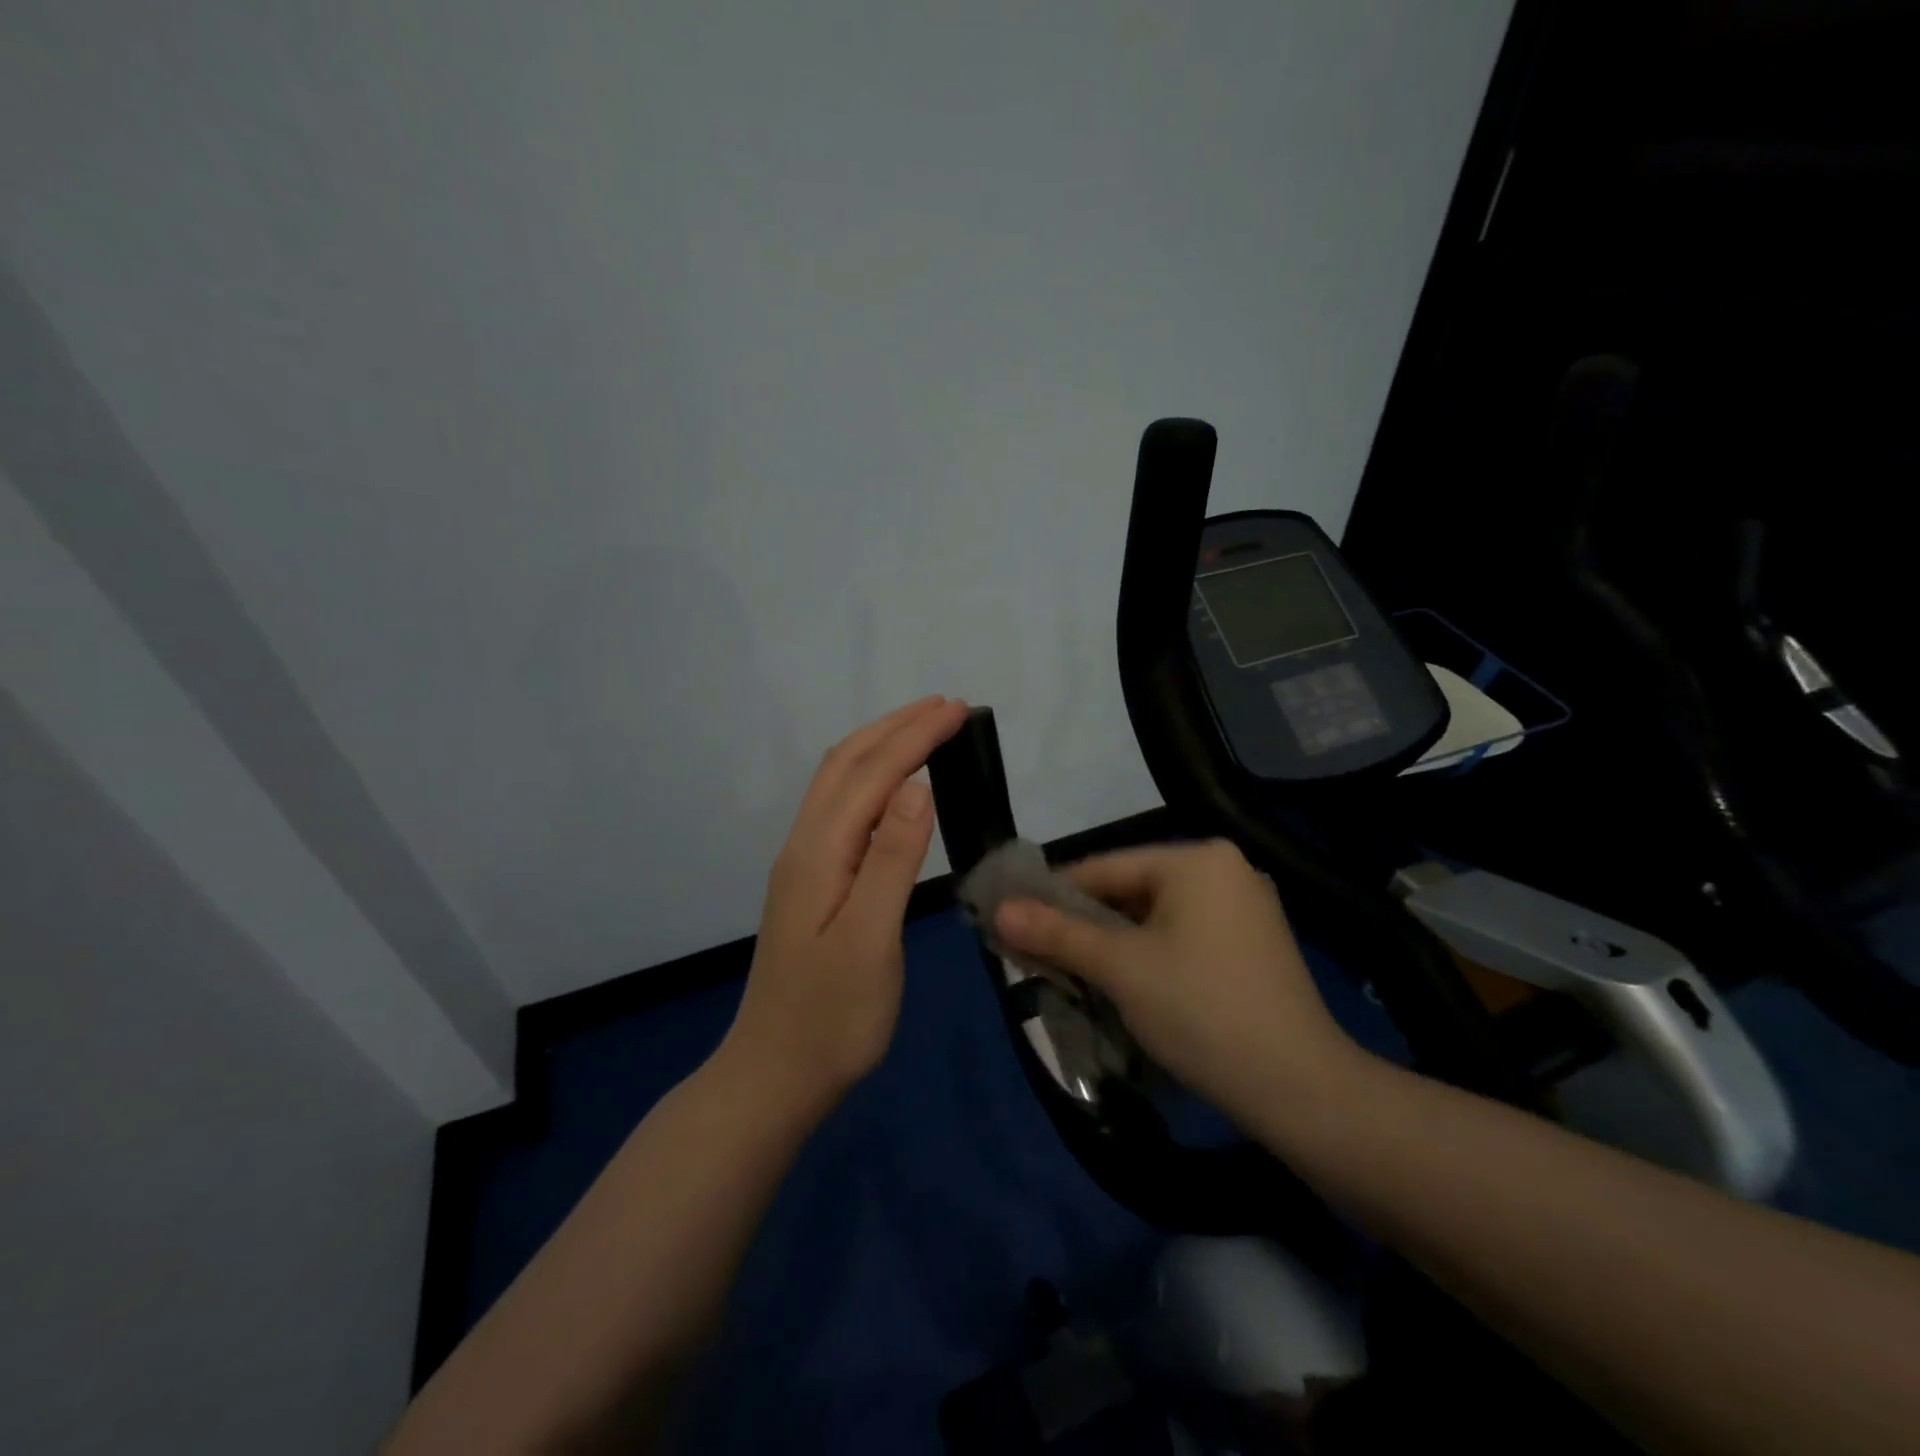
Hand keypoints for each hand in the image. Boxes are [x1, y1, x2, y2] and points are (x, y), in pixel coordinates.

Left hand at [722, 696, 968, 1106]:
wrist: (776, 1075)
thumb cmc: (831, 1017)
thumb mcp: (869, 941)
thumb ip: (891, 861)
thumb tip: (917, 787)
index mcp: (819, 852)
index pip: (872, 774)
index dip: (914, 737)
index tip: (957, 710)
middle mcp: (805, 845)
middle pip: (846, 764)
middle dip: (895, 727)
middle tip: (945, 707)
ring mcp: (804, 863)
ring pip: (838, 782)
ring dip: (880, 746)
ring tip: (922, 730)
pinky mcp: (812, 882)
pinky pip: (841, 808)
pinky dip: (871, 778)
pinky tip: (893, 788)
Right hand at [994, 839, 1361, 1122]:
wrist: (1300, 1089)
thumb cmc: (1200, 1011)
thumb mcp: (1120, 968)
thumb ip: (1057, 934)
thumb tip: (998, 910)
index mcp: (1197, 859)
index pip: (1104, 867)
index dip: (1053, 894)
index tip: (1013, 919)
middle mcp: (1225, 870)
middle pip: (1131, 890)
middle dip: (1084, 923)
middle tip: (1037, 951)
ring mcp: (1245, 908)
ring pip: (1155, 916)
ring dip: (1113, 942)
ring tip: (1071, 970)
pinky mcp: (1254, 945)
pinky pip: (1183, 936)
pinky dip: (1149, 954)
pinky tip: (1124, 982)